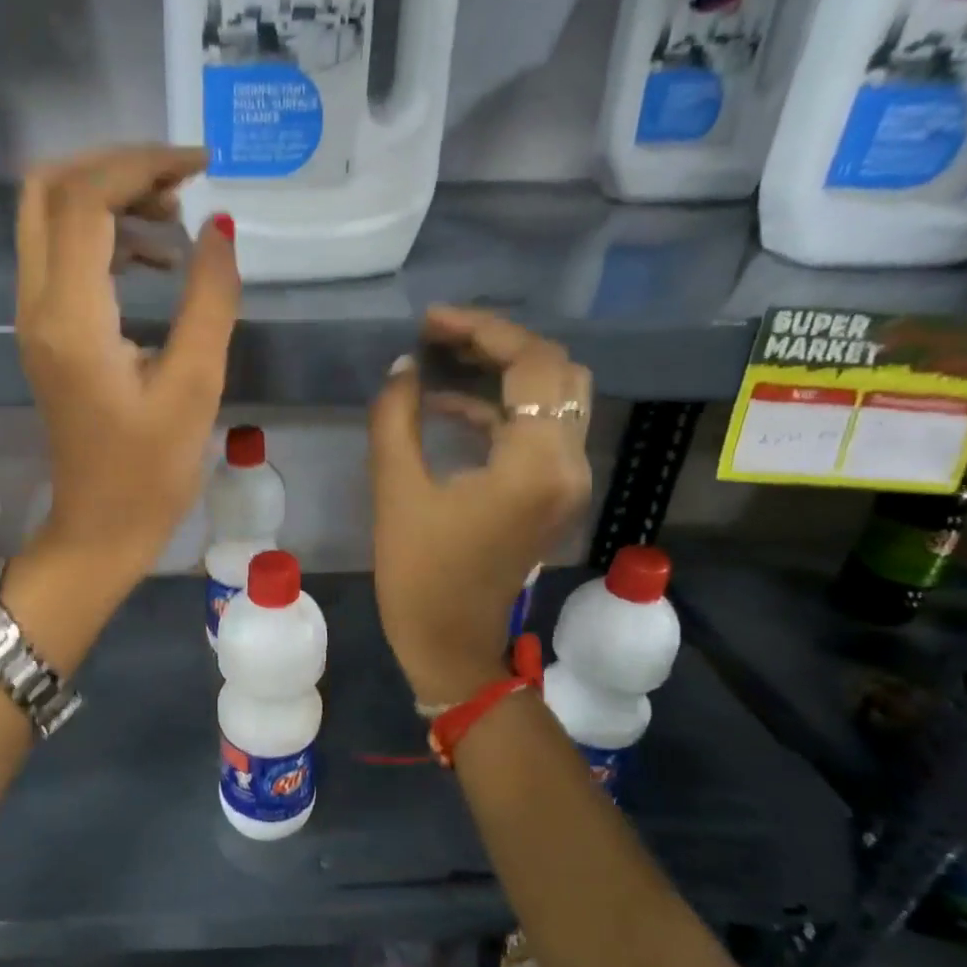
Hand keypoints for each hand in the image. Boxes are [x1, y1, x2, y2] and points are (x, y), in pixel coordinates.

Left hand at [14, 145, 240, 595]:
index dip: (141, 165)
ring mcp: (34, 318)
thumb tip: (219, 226)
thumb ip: (209, 299)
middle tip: (179, 183)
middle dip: (113, 167)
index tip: (201, 166)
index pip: (85, 200)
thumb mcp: (194, 387)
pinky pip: (62, 255)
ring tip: (176, 216)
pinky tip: (155, 258)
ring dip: (108, 198)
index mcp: (71, 318)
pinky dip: (104, 235)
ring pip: (50, 218)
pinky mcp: (46, 332)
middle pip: (48, 190)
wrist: (98, 529)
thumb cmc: (150, 474)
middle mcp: (37, 305)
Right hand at [370, 308, 593, 705]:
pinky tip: (451, 406)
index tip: (430, 322)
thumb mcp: (396, 491)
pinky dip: (505, 407)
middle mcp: (570, 464)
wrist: (452, 644)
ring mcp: (569, 480)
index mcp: (536, 464)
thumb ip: (396, 418)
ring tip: (445, 358)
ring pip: (557, 397)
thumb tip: (403, 367)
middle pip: (556, 371)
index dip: (482, 330)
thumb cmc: (419, 575)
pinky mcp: (555, 493)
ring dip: (507, 371)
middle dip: (499, 343)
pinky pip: (543, 429)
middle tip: (441, 336)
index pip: (531, 364)